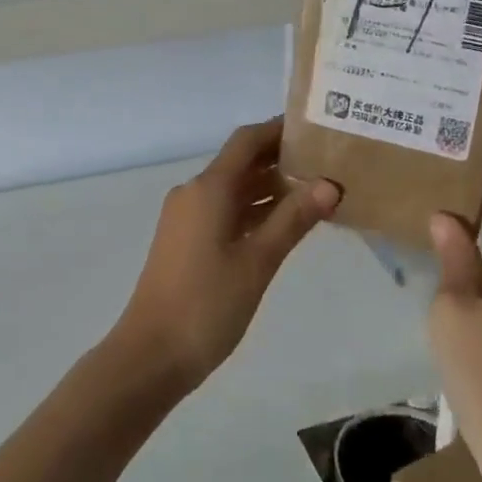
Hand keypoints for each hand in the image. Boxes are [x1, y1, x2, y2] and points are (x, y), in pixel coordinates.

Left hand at [111, 117, 340, 396]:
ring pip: (234, 189)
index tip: (315, 128)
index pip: (247, 141)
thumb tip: (330, 184)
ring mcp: (187, 217)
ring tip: (316, 191)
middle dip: (280, 159)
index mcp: (208, 188)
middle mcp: (195, 192)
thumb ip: (293, 219)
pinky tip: (284, 224)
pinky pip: (225, 210)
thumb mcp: (258, 261)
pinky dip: (254, 210)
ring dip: (269, 187)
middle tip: (327, 162)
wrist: (152, 353)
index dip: (278, 130)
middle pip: (241, 162)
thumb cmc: (207, 304)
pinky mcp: (187, 239)